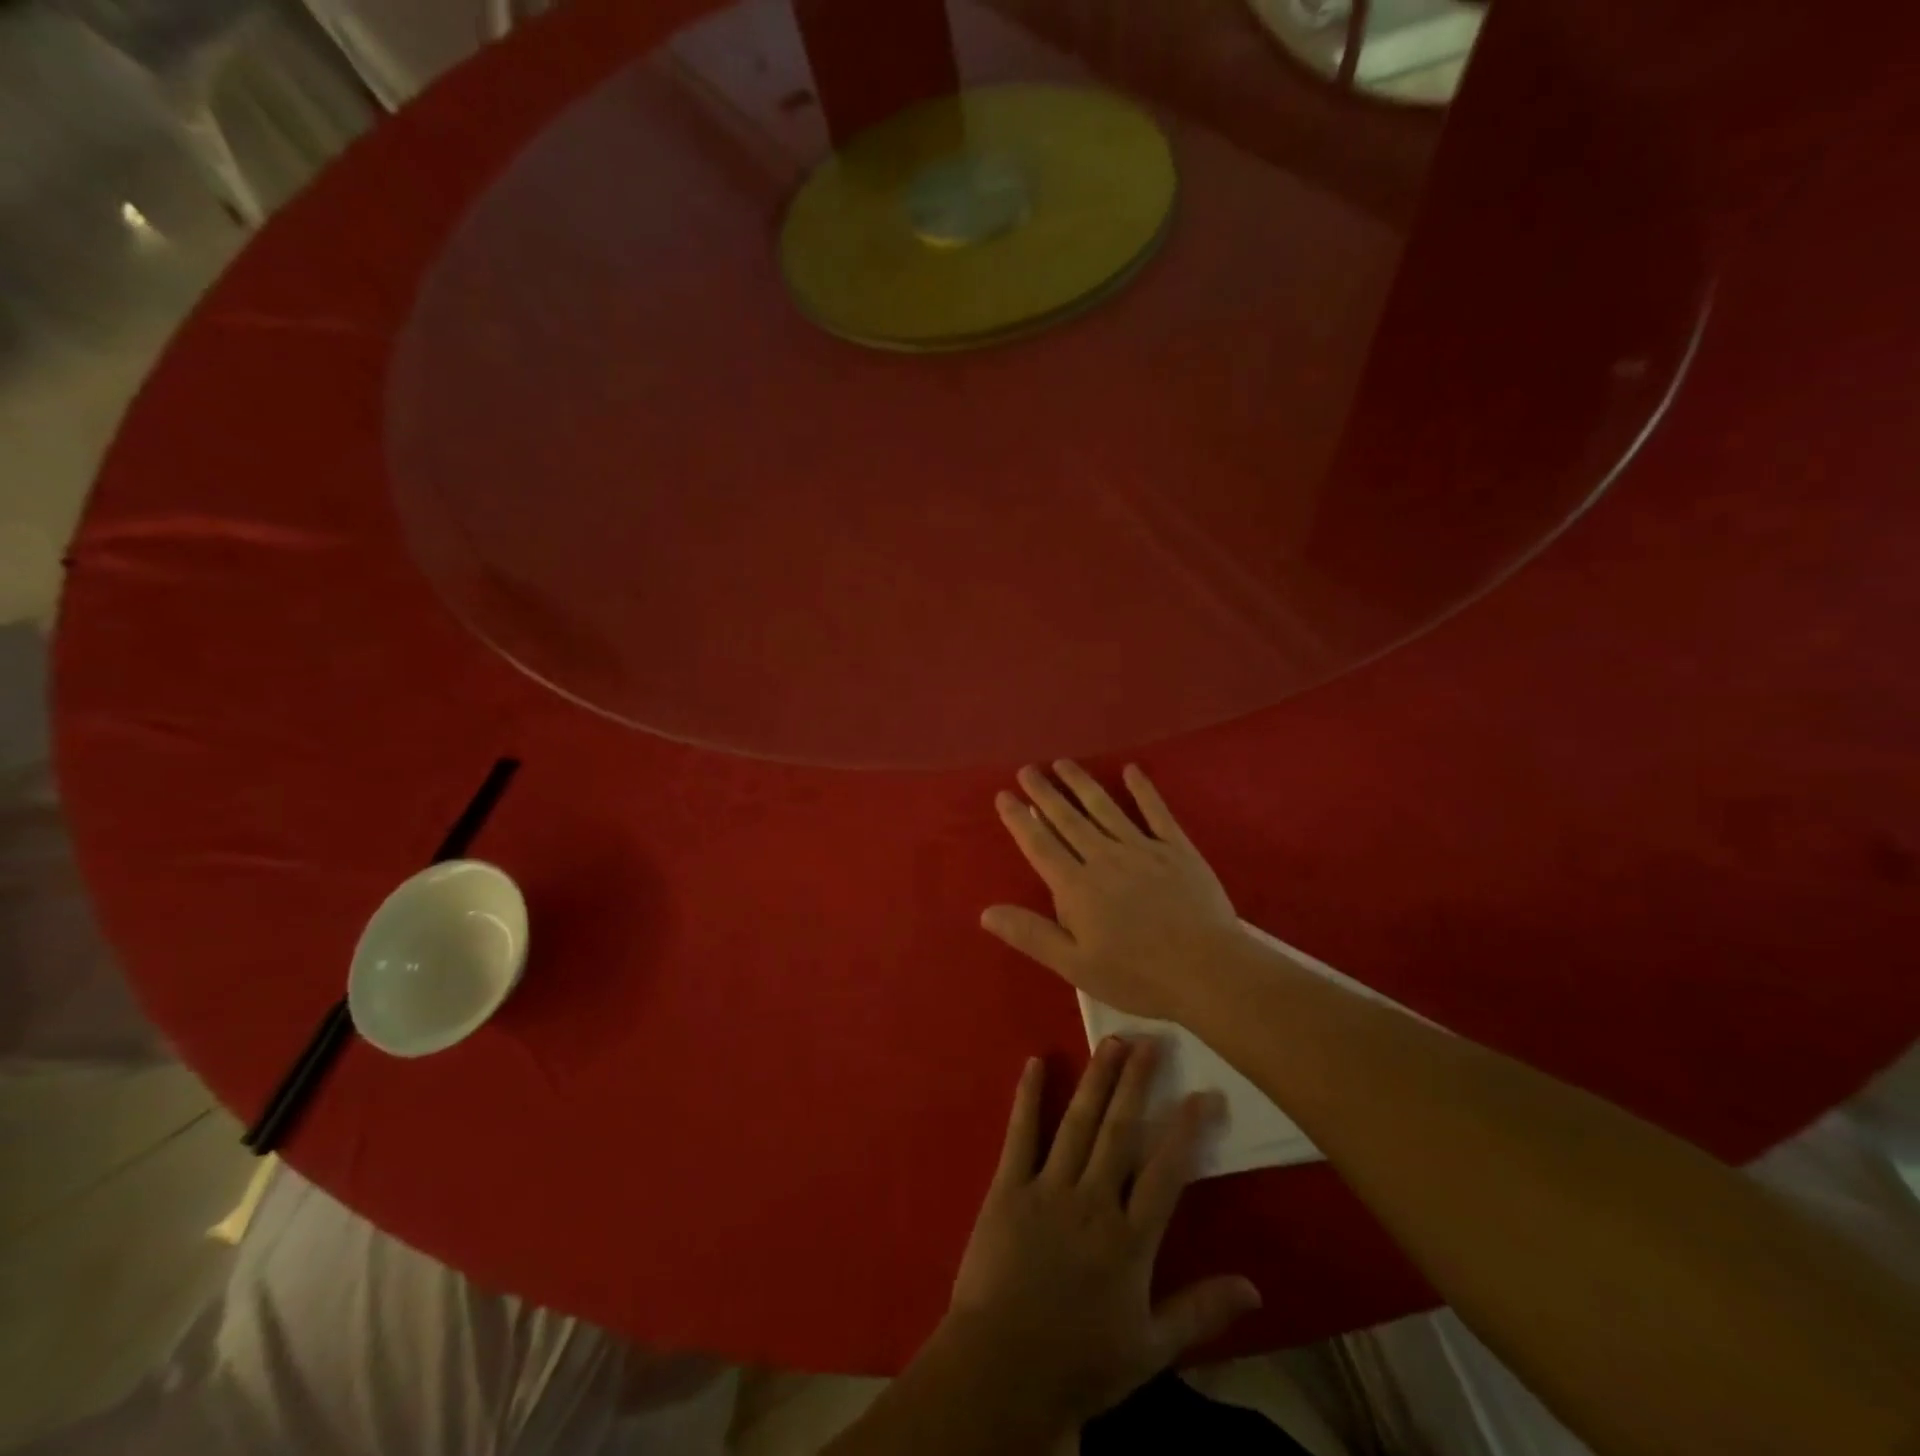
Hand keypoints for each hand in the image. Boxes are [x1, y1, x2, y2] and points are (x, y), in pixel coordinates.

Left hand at [941, 1039, 1260, 1431]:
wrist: (1002, 1371)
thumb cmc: (1080, 1362)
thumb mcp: (1150, 1348)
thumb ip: (1201, 1311)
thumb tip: (1256, 1287)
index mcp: (1129, 1238)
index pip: (1167, 1172)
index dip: (1187, 1129)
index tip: (1205, 1093)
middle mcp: (1092, 1200)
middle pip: (1120, 1131)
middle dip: (1138, 1083)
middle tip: (1151, 1040)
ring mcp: (1048, 1188)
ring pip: (1078, 1122)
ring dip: (1096, 1078)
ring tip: (1111, 1040)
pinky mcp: (1009, 1187)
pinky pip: (1021, 1134)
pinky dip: (1027, 1096)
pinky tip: (1033, 1062)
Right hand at [982, 761, 1240, 1021]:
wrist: (1207, 971)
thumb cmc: (1137, 975)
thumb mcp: (1076, 965)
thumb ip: (1031, 935)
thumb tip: (986, 912)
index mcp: (1077, 887)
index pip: (1040, 845)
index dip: (1020, 819)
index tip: (1004, 795)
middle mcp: (1104, 858)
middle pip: (1068, 819)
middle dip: (1045, 793)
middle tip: (1027, 769)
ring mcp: (1142, 849)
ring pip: (1104, 808)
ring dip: (1081, 783)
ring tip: (1062, 763)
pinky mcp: (1177, 849)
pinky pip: (1155, 812)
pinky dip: (1142, 789)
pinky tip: (1131, 770)